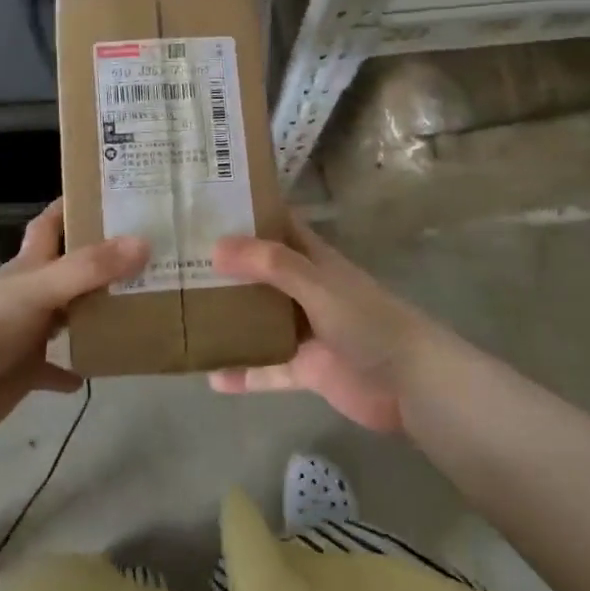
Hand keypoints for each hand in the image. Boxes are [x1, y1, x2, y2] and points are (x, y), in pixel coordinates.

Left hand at [0, 201, 146, 440]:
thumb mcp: (39, 288)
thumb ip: (89, 268)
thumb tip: (144, 242)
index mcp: (27, 266)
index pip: (50, 225)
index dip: (73, 206)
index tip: (112, 194)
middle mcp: (28, 295)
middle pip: (68, 271)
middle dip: (101, 263)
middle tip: (148, 256)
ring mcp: (25, 335)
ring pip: (67, 318)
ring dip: (94, 315)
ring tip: (137, 308)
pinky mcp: (23, 373)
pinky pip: (54, 370)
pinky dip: (72, 370)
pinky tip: (97, 370)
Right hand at [208, 219, 455, 431]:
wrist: (412, 384)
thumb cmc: (368, 322)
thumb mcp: (318, 284)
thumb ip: (271, 265)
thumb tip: (217, 246)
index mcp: (314, 260)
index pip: (278, 226)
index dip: (248, 214)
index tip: (206, 207)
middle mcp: (307, 290)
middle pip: (261, 273)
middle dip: (226, 268)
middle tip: (177, 261)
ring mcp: (306, 331)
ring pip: (260, 320)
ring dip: (230, 319)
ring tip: (185, 314)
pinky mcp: (307, 369)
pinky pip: (268, 370)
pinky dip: (245, 373)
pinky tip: (212, 378)